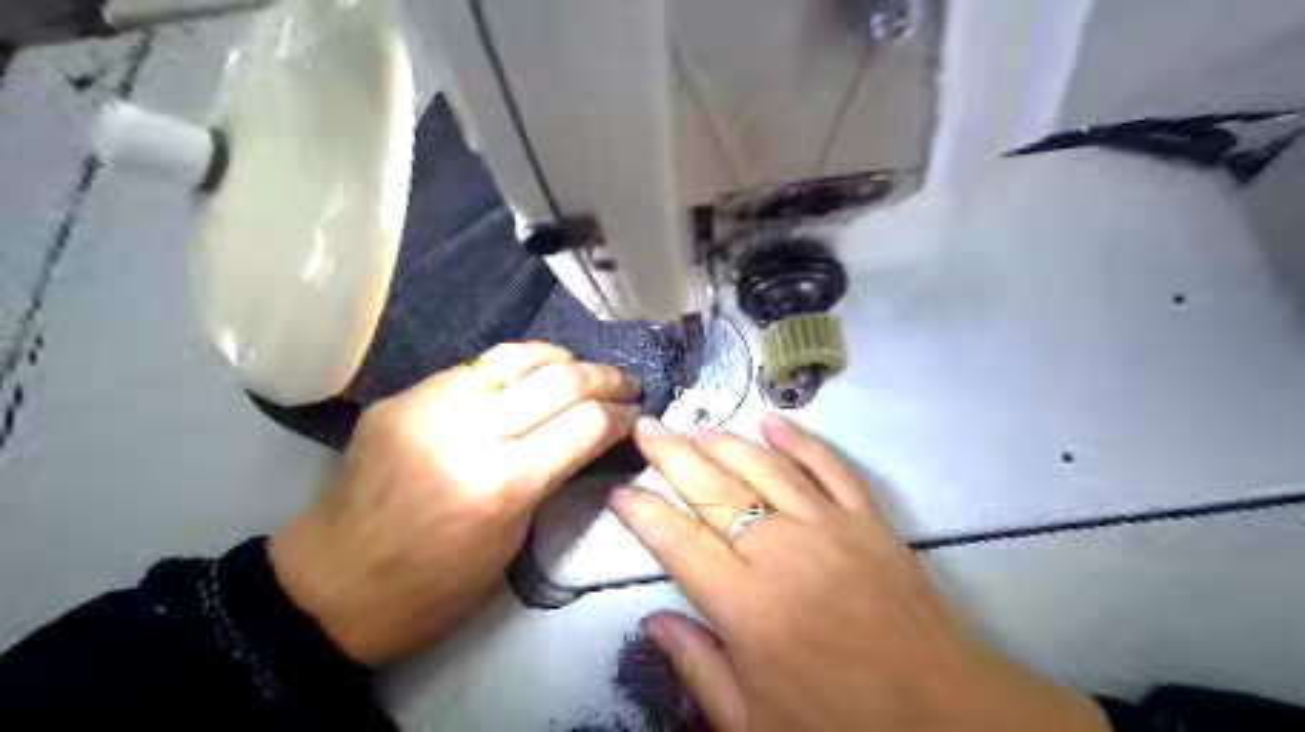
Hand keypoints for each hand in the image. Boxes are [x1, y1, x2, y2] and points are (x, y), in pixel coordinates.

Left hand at [272, 344, 647, 661]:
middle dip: (606, 378)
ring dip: (564, 359)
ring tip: (585, 370)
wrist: (330, 587)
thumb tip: (586, 435)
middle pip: (561, 380)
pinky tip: (532, 375)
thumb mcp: (512, 539)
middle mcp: (469, 432)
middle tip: (627, 385)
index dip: (621, 415)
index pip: (586, 424)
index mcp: (502, 484)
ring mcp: (430, 406)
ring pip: (518, 355)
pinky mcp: (403, 396)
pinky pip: (476, 366)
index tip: (636, 415)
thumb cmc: (435, 586)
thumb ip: (550, 476)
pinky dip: (517, 366)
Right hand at [617, 416, 1110, 731]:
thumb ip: (697, 667)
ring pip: (764, 467)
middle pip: (714, 488)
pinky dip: (799, 439)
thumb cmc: (838, 722)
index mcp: (745, 604)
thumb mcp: (752, 721)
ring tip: (695, 427)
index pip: (677, 540)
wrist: (942, 714)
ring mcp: (828, 526)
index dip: (642, 512)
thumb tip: (652, 622)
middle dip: (672, 454)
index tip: (620, 491)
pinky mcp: (867, 519)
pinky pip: (829, 465)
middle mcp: (780, 551)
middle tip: (646, 428)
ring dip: (725, 442)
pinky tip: (772, 420)